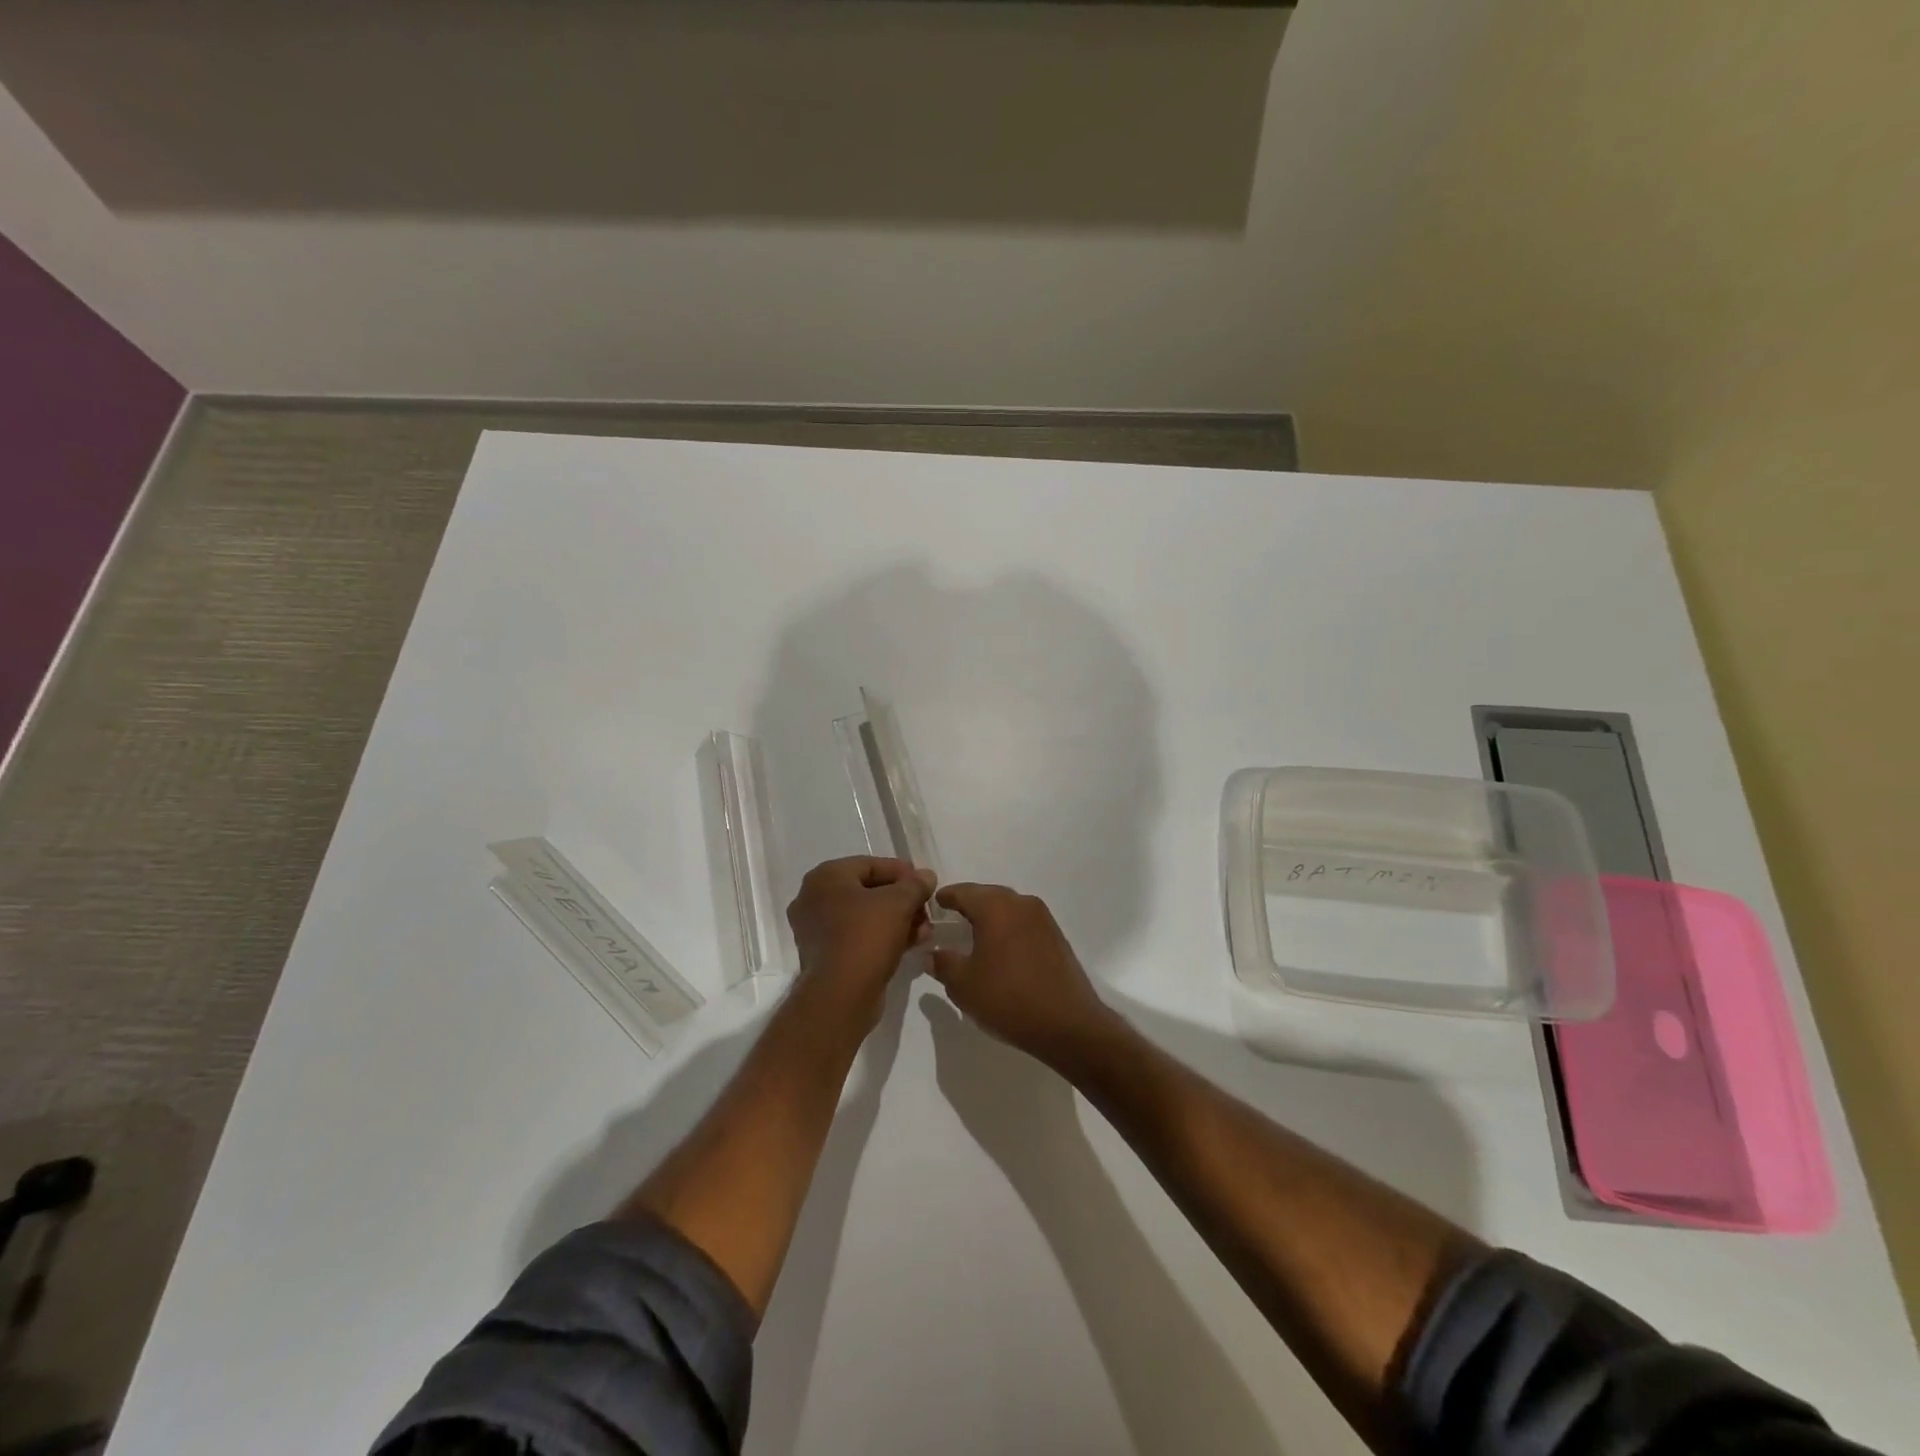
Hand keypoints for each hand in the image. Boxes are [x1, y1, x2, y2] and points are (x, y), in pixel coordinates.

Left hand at [786, 857, 935, 1025]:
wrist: (840, 996)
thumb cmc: (866, 937)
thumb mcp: (899, 903)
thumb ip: (915, 885)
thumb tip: (926, 876)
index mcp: (825, 877)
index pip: (870, 864)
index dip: (902, 872)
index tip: (925, 883)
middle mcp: (813, 899)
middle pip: (868, 891)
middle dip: (902, 900)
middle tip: (926, 910)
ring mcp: (815, 929)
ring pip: (864, 916)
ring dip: (897, 920)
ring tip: (925, 931)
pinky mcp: (824, 956)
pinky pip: (858, 937)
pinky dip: (883, 937)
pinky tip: (910, 944)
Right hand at [928, 884, 1118, 1065]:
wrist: (1067, 1024)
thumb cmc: (1008, 999)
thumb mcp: (964, 985)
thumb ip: (943, 963)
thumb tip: (932, 953)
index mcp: (996, 907)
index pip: (963, 892)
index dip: (944, 897)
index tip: (932, 905)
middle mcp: (1021, 903)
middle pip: (987, 895)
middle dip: (968, 904)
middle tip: (950, 920)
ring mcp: (1043, 918)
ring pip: (1008, 907)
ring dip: (990, 916)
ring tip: (974, 935)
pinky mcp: (1056, 935)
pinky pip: (1023, 922)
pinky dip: (1008, 928)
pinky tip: (1001, 949)